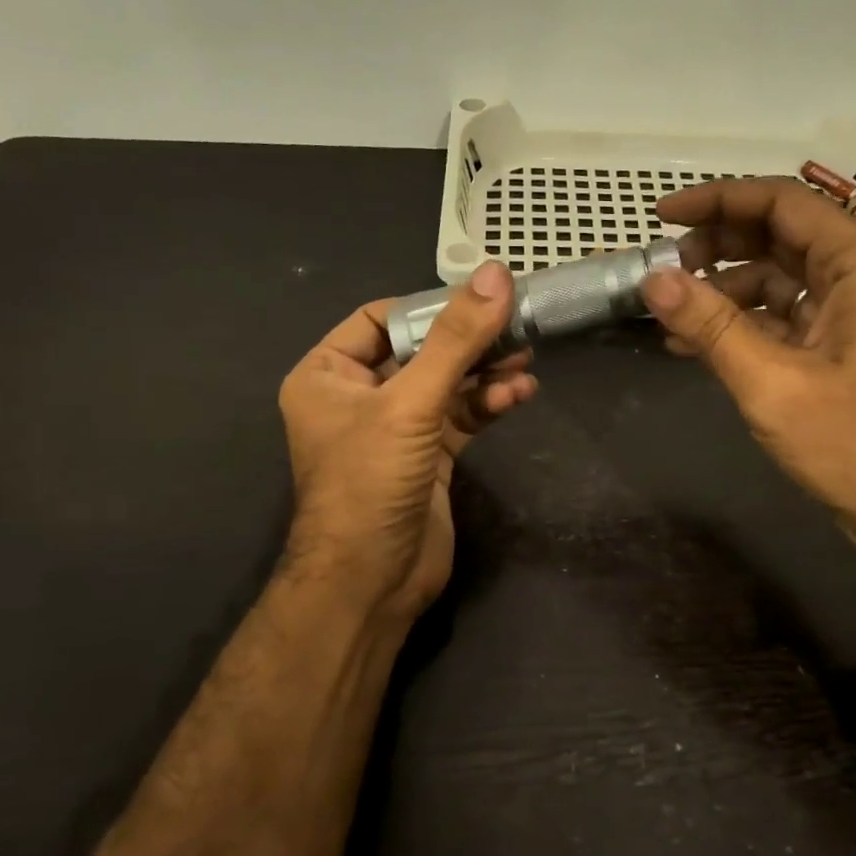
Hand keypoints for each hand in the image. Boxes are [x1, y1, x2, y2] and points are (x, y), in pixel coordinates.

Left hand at [278, 262, 538, 629]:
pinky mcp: (427, 458)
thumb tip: (497, 274)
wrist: (371, 581)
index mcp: (328, 374)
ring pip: (446, 385)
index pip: (381, 319)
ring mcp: (395, 430)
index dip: (431, 306)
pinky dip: (488, 404)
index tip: (481, 298)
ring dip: (486, 372)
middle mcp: (358, 396)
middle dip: (469, 341)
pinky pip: (460, 418)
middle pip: (422, 351)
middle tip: (518, 324)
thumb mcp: (410, 403)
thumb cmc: (371, 482)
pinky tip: (520, 394)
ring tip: (527, 359)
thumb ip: (455, 341)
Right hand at [641, 178, 855, 581]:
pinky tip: (696, 345)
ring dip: (724, 291)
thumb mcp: (774, 383)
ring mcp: (852, 317)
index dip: (718, 200)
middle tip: (666, 271)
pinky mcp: (839, 353)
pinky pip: (783, 320)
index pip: (783, 203)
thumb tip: (653, 279)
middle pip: (780, 236)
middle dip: (718, 246)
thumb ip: (712, 326)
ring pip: (778, 279)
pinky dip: (741, 326)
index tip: (661, 215)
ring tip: (672, 317)